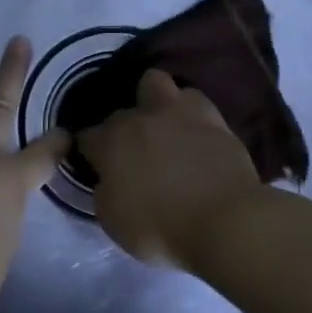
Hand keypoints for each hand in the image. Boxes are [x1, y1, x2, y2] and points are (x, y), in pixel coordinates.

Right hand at [79, 70, 265, 270]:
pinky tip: (192, 131)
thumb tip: (109, 178)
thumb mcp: (112, 221)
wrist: (225, 222)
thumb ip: (105, 191)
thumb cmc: (161, 228)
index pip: (86, 137)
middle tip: (132, 151)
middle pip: (120, 111)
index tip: (94, 165)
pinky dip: (189, 113)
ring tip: (162, 126)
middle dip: (121, 128)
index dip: (87, 151)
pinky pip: (194, 101)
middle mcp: (140, 119)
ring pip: (156, 84)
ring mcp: (180, 113)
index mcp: (111, 142)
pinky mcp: (215, 119)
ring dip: (154, 103)